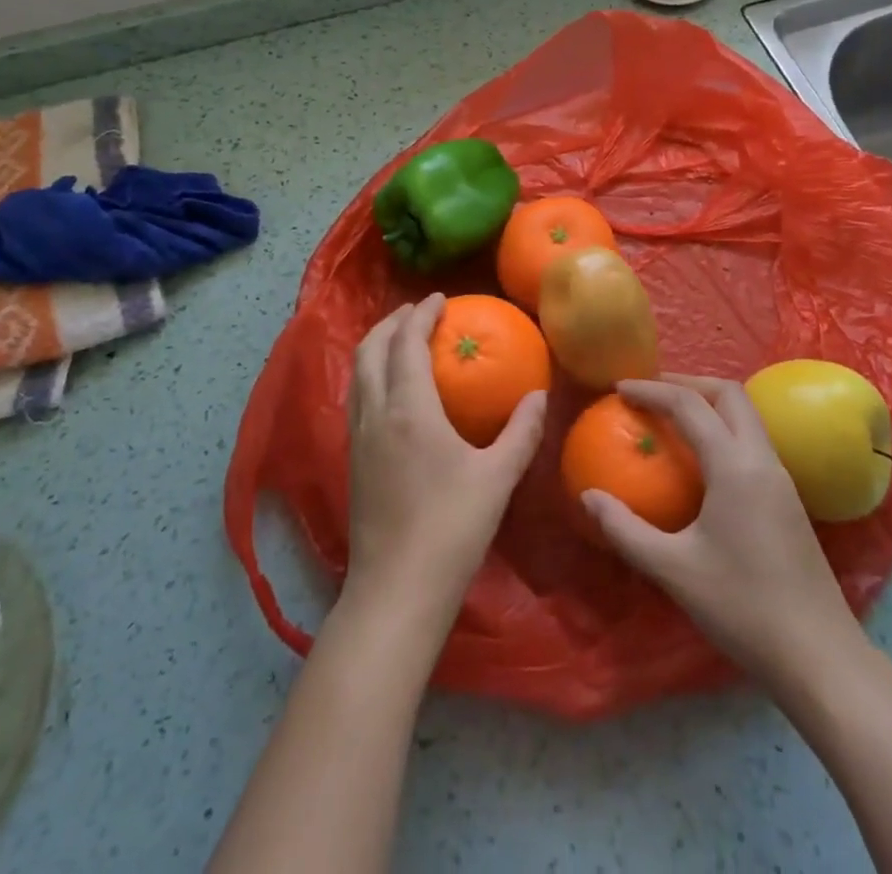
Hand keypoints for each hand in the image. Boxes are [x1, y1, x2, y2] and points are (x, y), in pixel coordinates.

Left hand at [342, 294, 547, 627]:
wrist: (396, 591)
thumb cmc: (451, 529)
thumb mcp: (497, 478)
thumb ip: (521, 432)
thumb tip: (539, 395)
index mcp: (408, 409)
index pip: (406, 342)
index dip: (421, 314)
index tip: (439, 299)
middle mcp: (375, 413)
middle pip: (370, 348)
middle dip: (392, 322)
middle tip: (418, 312)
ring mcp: (357, 437)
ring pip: (358, 373)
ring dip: (377, 346)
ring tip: (402, 340)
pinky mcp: (352, 460)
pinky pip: (357, 397)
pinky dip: (372, 374)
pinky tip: (392, 390)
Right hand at [581, 375, 863, 695]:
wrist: (821, 658)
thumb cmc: (742, 608)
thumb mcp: (673, 570)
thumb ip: (625, 529)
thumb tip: (588, 497)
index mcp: (735, 466)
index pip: (689, 405)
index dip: (651, 390)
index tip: (619, 388)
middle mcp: (762, 460)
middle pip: (729, 394)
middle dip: (687, 383)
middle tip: (650, 394)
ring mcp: (782, 479)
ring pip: (746, 416)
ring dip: (709, 404)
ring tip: (672, 419)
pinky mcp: (789, 500)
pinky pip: (753, 442)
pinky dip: (723, 430)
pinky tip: (703, 462)